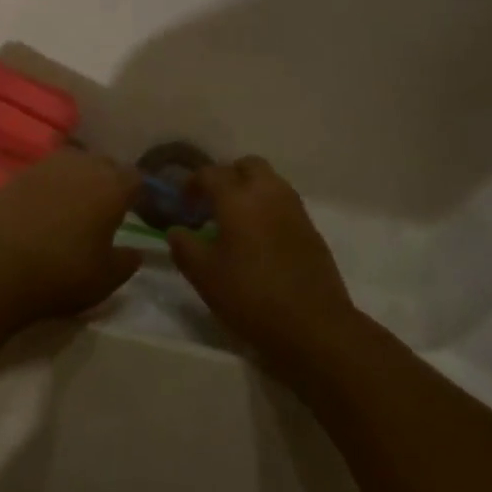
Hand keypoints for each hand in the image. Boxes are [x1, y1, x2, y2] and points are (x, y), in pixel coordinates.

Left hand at [0, 150, 141, 322]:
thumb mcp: (105, 279)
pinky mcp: (18, 172)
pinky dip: (48, 188)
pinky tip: (42, 211)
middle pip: (104, 165)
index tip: (132, 212)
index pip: (135, 178)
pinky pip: (45, 175)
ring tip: (71, 208)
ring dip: (76, 181)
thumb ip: (126, 262)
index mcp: (112, 185)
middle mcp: (82, 164)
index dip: (135, 195)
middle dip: (107, 183)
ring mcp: (47, 164)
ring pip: (73, 165)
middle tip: (102, 211)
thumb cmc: (62, 272)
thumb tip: (134, 251)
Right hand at [168, 157, 356, 371]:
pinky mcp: (311, 229)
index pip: (210, 173)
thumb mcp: (204, 275)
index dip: (192, 184)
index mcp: (238, 197)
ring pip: (270, 182)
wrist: (313, 326)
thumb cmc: (250, 296)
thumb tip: (177, 231)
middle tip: (212, 205)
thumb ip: (184, 246)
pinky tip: (259, 241)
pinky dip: (268, 210)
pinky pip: (284, 204)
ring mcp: (295, 209)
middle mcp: (269, 193)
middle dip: (227, 177)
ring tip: (235, 222)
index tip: (183, 205)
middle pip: (247, 166)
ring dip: (250, 192)